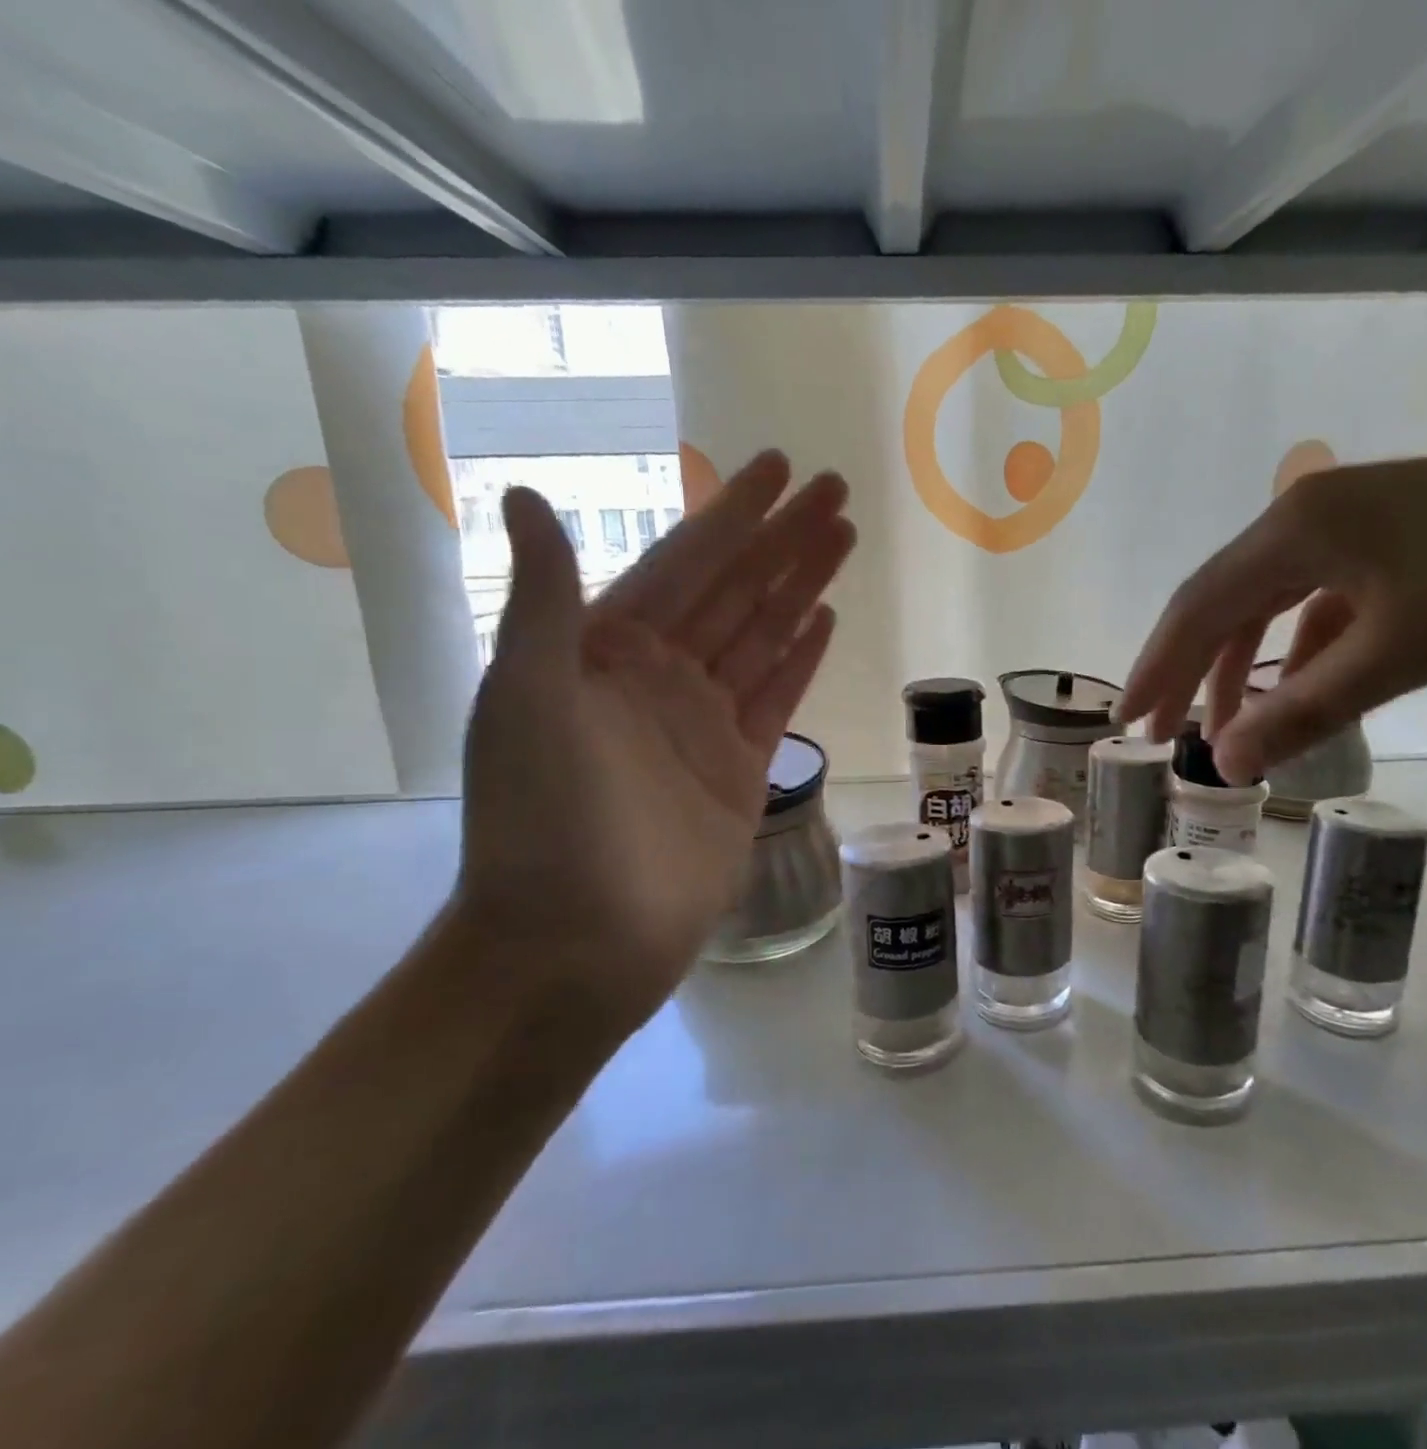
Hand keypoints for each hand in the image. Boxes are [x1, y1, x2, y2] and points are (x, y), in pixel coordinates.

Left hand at [453, 450, 854, 1028]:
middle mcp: (660, 675)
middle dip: (784, 538)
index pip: (685, 563)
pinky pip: (777, 697)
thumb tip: (519, 493)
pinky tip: (826, 618)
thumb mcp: (525, 700)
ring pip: (764, 636)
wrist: (577, 941)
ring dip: (802, 585)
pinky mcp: (741, 769)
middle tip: (835, 490)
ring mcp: (704, 722)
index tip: (776, 468)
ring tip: (844, 538)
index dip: (732, 513)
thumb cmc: (541, 820)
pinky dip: (801, 656)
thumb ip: (544, 601)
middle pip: (736, 590)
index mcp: (606, 649)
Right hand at [1118, 445, 1426, 784]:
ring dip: (1240, 662)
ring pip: (1267, 600)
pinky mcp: (1386, 537)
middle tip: (1160, 730)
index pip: (1196, 608)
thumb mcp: (1396, 656)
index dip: (1155, 669)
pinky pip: (1315, 597)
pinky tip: (1301, 685)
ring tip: (1223, 722)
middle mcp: (1305, 513)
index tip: (1126, 724)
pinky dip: (1297, 647)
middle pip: (1221, 600)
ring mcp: (1348, 520)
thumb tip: (1224, 765)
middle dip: (1186, 669)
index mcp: (1292, 528)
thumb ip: (1301, 711)